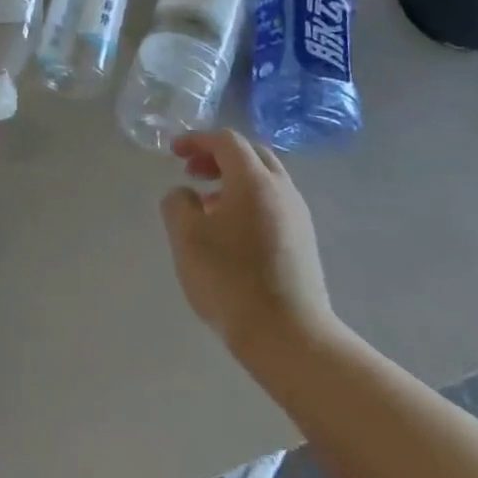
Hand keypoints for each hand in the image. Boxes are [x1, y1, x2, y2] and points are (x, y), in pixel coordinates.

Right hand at [160, 131, 345, 371]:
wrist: (288, 336)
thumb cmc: (230, 280)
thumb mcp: (186, 237)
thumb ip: (178, 203)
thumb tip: (187, 195)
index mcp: (254, 181)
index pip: (226, 141)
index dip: (197, 140)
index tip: (173, 152)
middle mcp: (282, 190)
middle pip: (251, 154)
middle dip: (218, 156)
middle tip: (191, 171)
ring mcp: (298, 216)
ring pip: (265, 179)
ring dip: (233, 179)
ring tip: (206, 203)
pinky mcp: (303, 242)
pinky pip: (273, 202)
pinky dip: (247, 200)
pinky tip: (229, 229)